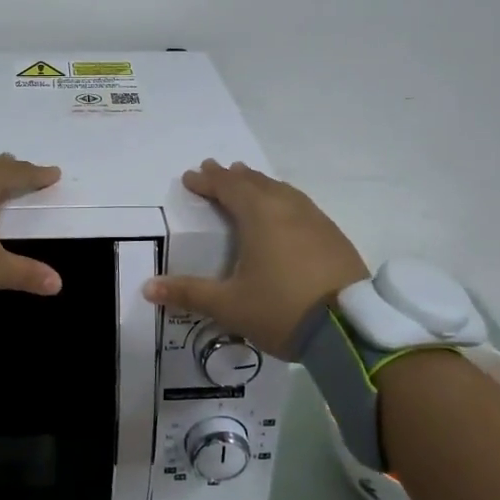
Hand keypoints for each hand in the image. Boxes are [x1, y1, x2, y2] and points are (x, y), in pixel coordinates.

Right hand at [143, 160, 367, 356]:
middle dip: (231, 176)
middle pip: (255, 182)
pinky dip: (282, 198)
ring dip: (259, 183)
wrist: (351, 330)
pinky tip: (284, 211)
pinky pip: (300, 204)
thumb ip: (188, 293)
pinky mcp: (333, 236)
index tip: (190, 177)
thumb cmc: (281, 310)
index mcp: (259, 215)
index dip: (207, 181)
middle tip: (214, 170)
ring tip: (247, 180)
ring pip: (280, 190)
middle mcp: (287, 208)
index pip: (227, 187)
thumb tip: (148, 287)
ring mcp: (315, 219)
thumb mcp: (229, 305)